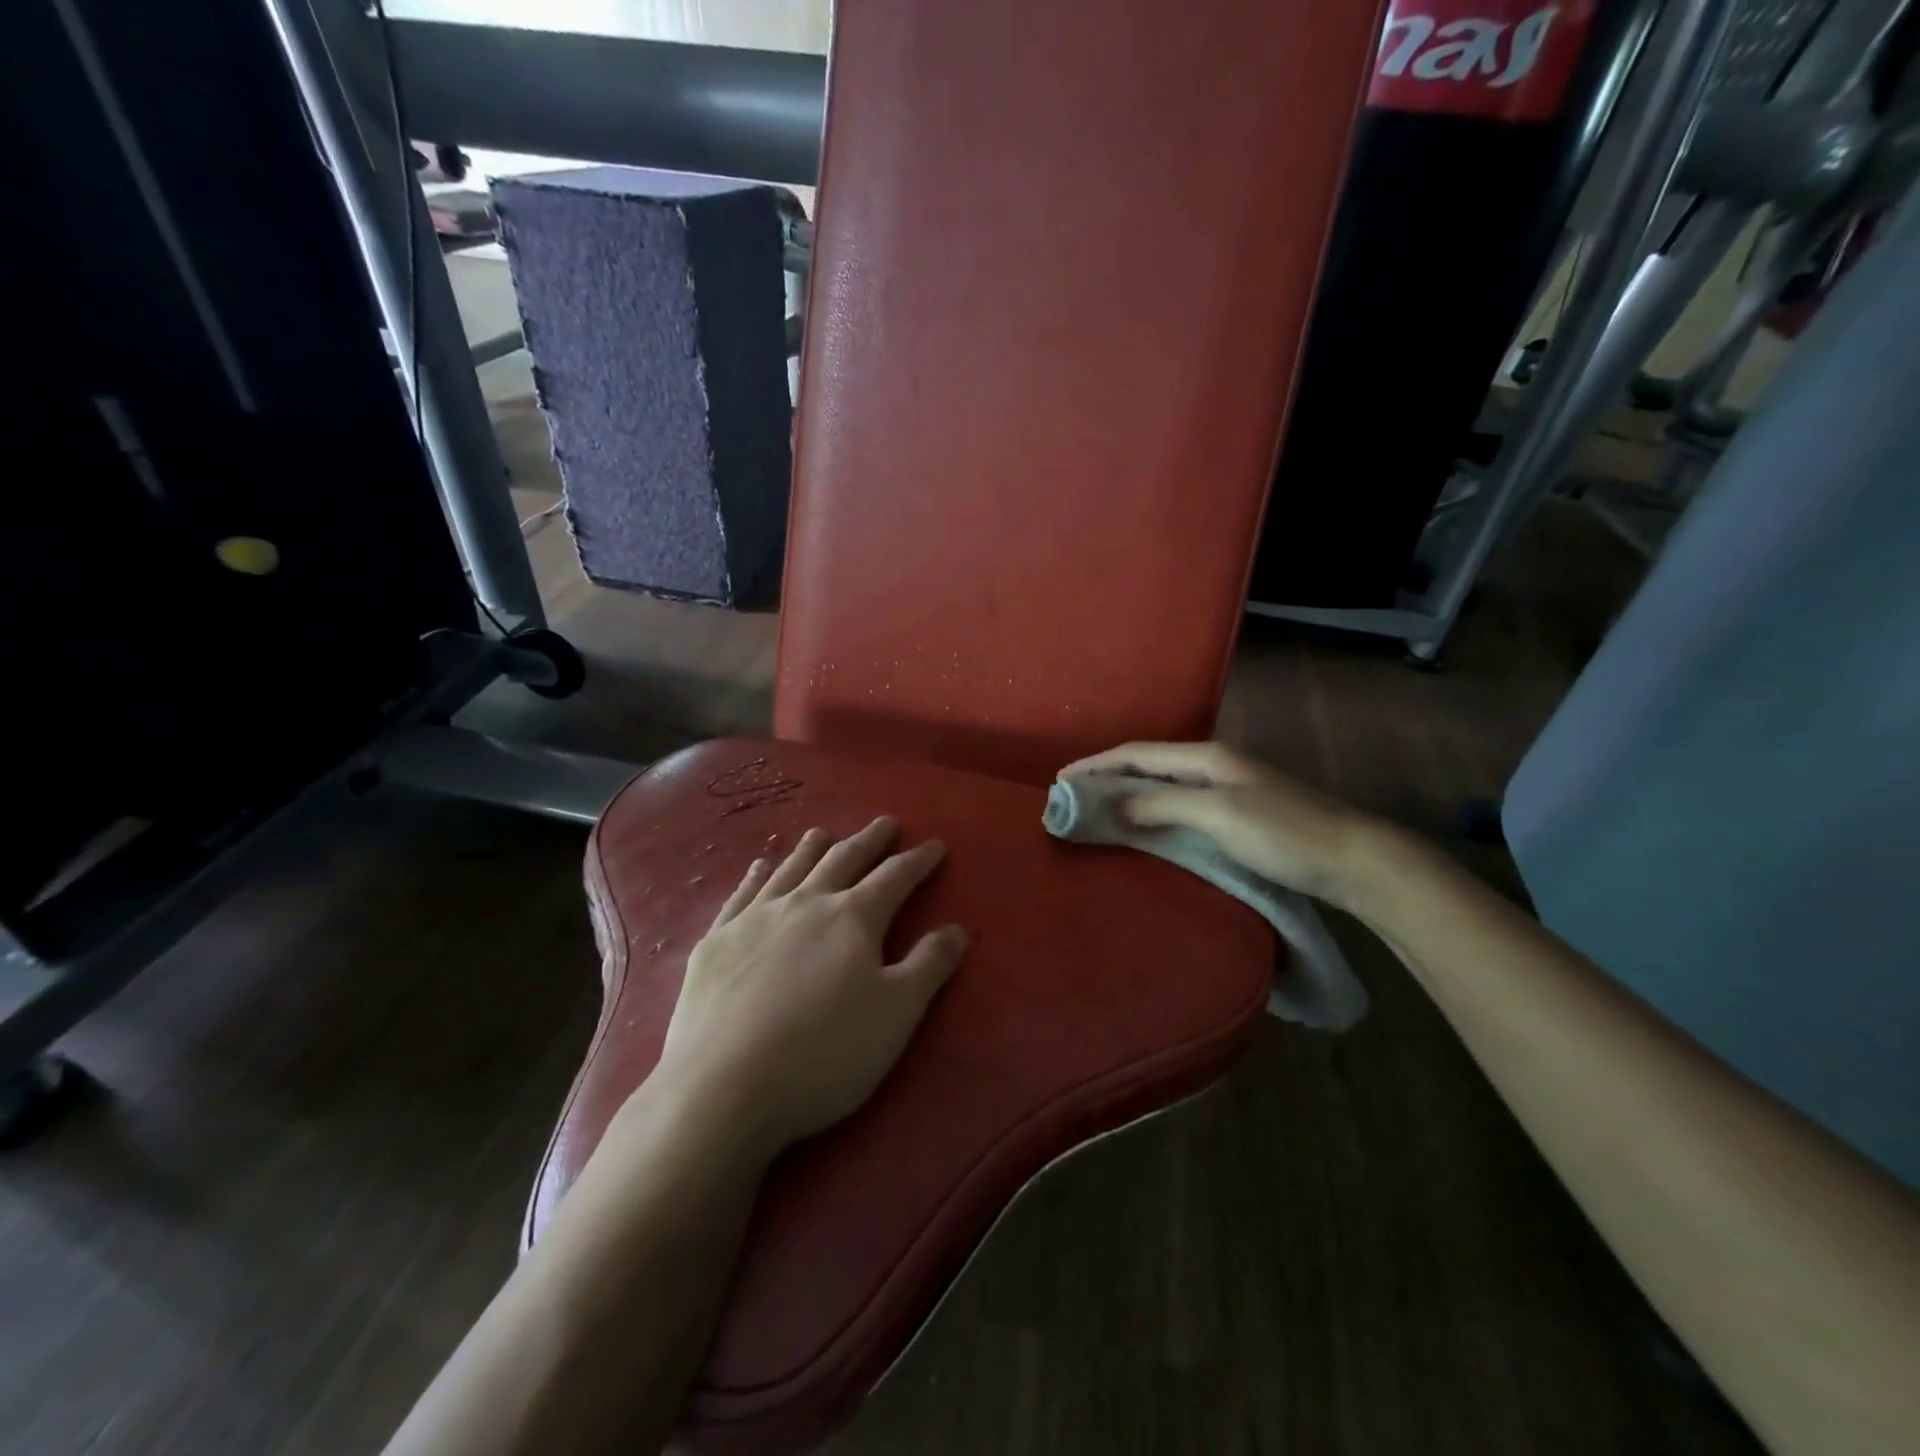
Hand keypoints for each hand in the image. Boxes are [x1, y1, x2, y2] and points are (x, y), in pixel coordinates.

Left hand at [652, 817, 968, 1158]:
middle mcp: (806, 904)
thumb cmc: (824, 1054)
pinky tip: (760, 866)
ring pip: (792, 868)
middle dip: (869, 840)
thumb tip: (957, 928)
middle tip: (885, 823)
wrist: (724, 1087)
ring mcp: (756, 918)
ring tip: (825, 832)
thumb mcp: (896, 1014)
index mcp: (853, 918)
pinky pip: (742, 893)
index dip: (918, 860)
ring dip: (814, 848)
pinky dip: (757, 874)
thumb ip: (929, 965)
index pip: (895, 877)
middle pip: (843, 860)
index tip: (934, 845)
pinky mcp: (718, 940)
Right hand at [1058, 741, 1385, 908]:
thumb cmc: (1286, 833)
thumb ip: (1163, 805)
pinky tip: (1142, 829)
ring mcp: (1227, 790)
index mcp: (1207, 756)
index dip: (1097, 763)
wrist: (1355, 861)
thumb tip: (1112, 804)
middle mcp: (1213, 766)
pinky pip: (1179, 807)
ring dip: (1127, 796)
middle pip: (1147, 766)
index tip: (1060, 779)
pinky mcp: (1236, 815)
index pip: (1138, 753)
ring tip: (1095, 812)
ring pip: (1163, 787)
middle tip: (1071, 798)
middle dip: (1107, 777)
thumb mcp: (1220, 814)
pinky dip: (1151, 814)